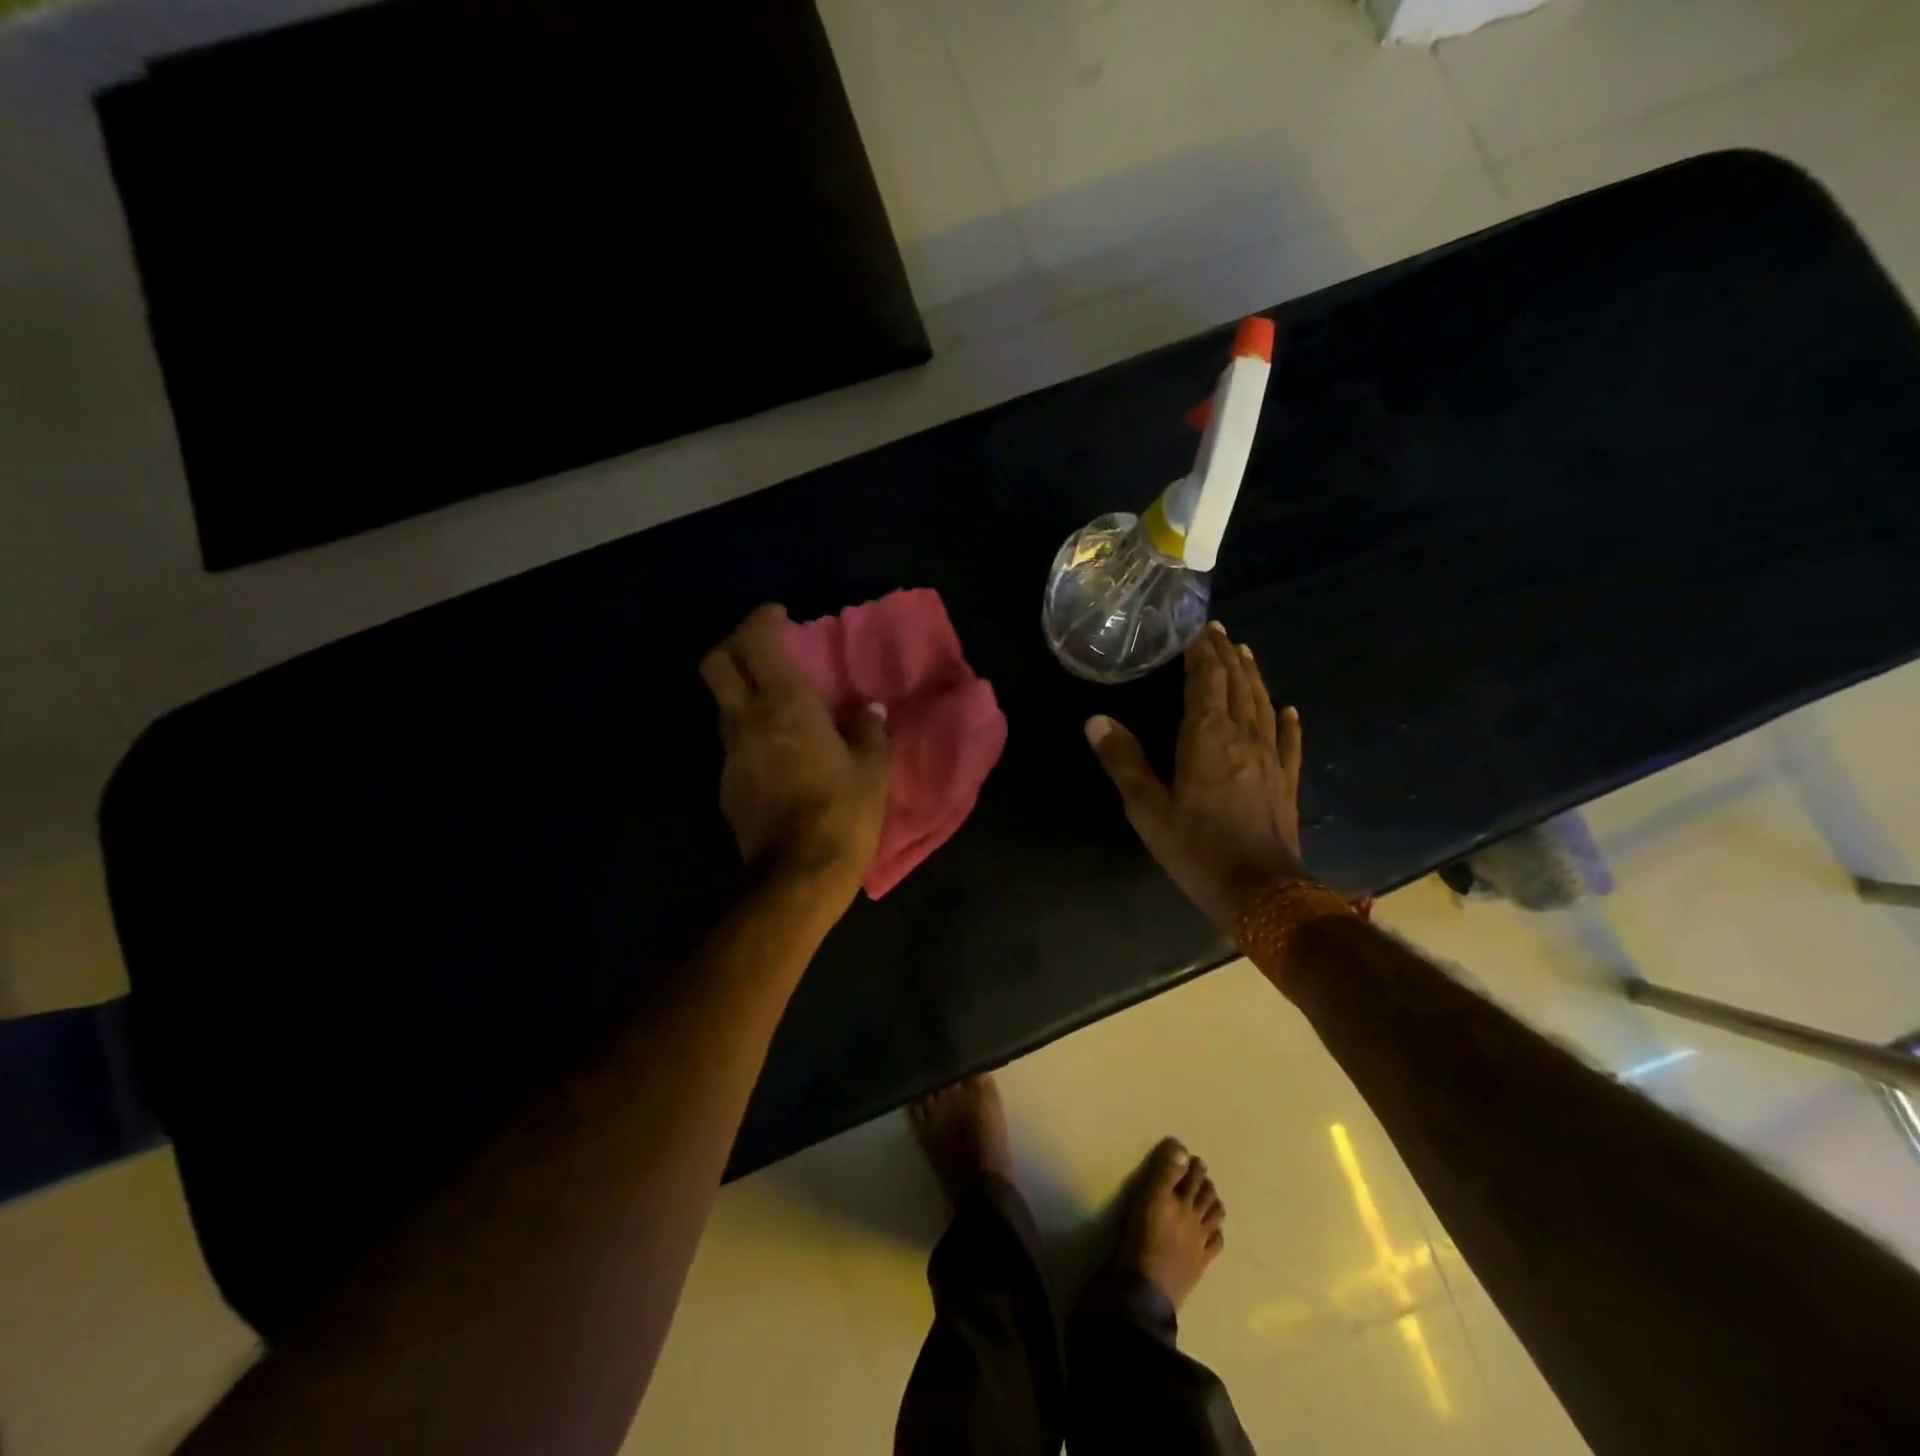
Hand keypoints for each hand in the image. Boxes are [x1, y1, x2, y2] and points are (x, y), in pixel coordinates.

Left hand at [700, 604, 889, 911]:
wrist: (798, 876)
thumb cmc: (843, 813)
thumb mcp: (872, 769)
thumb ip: (868, 730)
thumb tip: (869, 709)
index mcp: (785, 706)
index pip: (756, 642)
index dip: (762, 619)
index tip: (779, 615)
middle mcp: (748, 721)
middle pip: (717, 664)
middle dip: (733, 645)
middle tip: (763, 649)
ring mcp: (731, 755)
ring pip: (724, 706)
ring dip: (743, 693)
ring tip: (778, 705)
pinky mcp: (728, 785)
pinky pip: (735, 744)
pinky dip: (751, 733)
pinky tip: (778, 753)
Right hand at [1087, 622, 1304, 934]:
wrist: (1260, 890)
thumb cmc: (1196, 848)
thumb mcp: (1147, 808)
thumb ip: (1123, 761)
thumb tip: (1096, 720)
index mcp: (1207, 736)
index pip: (1207, 680)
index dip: (1203, 653)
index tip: (1198, 629)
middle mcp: (1243, 736)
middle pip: (1237, 685)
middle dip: (1226, 656)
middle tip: (1218, 632)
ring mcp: (1270, 758)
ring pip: (1262, 705)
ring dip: (1253, 677)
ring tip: (1246, 654)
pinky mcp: (1286, 781)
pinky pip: (1289, 742)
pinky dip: (1287, 721)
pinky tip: (1288, 709)